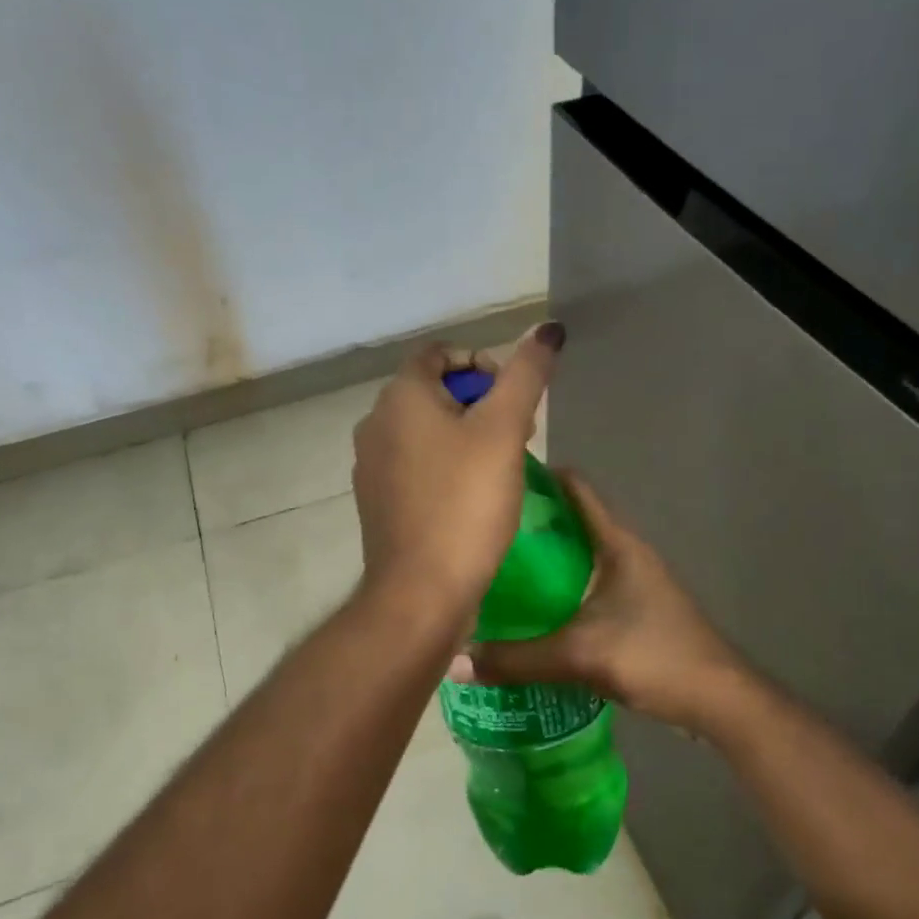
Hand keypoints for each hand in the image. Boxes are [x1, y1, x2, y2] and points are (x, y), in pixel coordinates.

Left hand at [351, 324, 563, 619]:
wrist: (421, 591)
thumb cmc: (465, 503)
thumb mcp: (504, 430)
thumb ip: (526, 374)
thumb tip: (548, 328)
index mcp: (399, 396)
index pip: (440, 353)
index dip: (482, 363)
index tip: (512, 397)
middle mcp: (375, 423)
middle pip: (433, 391)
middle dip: (480, 402)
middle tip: (517, 434)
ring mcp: (371, 465)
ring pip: (425, 430)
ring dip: (465, 436)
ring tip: (501, 467)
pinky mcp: (377, 500)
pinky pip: (415, 465)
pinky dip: (445, 467)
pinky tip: (472, 498)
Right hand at [458, 471, 753, 736]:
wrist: (719, 700)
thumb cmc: (655, 657)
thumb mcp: (580, 656)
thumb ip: (517, 659)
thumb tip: (456, 660)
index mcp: (617, 543)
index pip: (576, 488)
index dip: (539, 477)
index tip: (495, 480)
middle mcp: (626, 552)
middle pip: (573, 520)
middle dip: (531, 522)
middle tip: (481, 531)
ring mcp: (634, 581)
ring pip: (580, 555)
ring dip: (545, 557)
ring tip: (497, 567)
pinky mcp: (636, 609)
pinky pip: (587, 584)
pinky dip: (559, 587)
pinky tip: (532, 609)